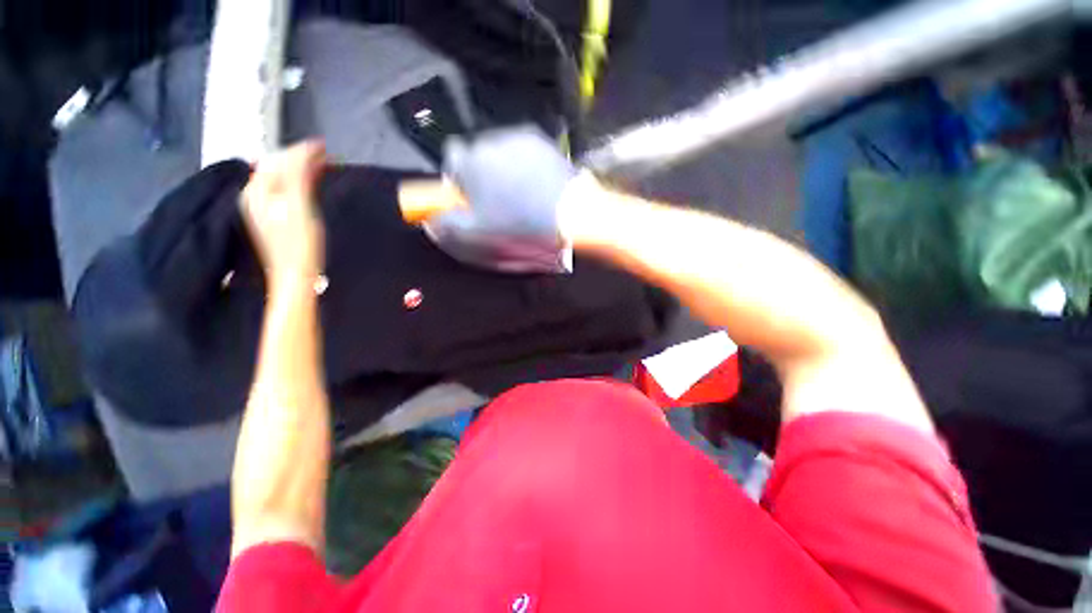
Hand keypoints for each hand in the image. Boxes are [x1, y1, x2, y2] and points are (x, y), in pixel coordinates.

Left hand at [241, 141, 326, 284]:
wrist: (295, 276)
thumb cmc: (300, 244)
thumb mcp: (300, 207)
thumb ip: (297, 178)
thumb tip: (301, 153)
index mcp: (259, 191)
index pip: (279, 160)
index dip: (300, 151)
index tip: (323, 146)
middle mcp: (255, 195)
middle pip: (275, 166)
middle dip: (297, 157)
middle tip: (323, 155)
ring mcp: (261, 208)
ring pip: (277, 177)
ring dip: (297, 168)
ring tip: (317, 166)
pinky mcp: (271, 218)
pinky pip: (281, 190)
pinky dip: (295, 182)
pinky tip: (305, 184)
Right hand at [426, 126, 575, 271]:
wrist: (570, 215)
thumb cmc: (519, 226)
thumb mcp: (477, 235)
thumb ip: (447, 226)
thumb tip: (430, 221)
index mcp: (470, 162)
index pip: (451, 161)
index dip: (459, 182)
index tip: (472, 199)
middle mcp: (490, 141)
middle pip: (478, 156)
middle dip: (483, 175)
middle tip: (499, 201)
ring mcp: (519, 137)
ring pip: (502, 153)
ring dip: (505, 169)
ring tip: (521, 194)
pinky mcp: (542, 140)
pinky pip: (525, 151)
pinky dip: (526, 165)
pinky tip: (538, 185)